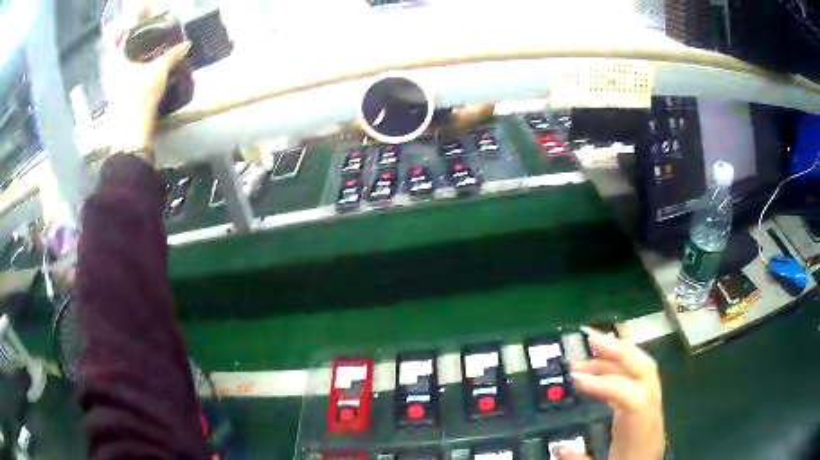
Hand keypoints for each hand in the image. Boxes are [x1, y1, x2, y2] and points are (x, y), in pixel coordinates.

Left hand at [107, 42, 190, 154]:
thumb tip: (187, 43)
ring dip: (128, 80)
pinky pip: (124, 97)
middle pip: (118, 67)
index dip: (126, 44)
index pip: (120, 51)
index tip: (133, 41)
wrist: (134, 127)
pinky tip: (140, 93)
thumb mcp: (161, 69)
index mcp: (120, 65)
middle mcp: (113, 79)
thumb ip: (172, 55)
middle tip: (140, 58)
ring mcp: (114, 97)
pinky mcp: (118, 112)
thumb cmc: (143, 90)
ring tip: (142, 75)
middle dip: (127, 63)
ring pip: (120, 83)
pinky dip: (131, 93)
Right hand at [562, 327, 664, 459]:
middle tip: (591, 340)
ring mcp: (650, 407)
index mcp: (644, 432)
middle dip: (620, 351)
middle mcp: (652, 413)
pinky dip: (614, 371)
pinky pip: (633, 381)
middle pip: (646, 372)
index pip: (635, 398)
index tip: (577, 379)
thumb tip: (560, 448)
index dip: (608, 384)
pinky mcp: (643, 407)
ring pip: (640, 371)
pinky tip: (595, 373)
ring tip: (585, 356)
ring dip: (614, 357)